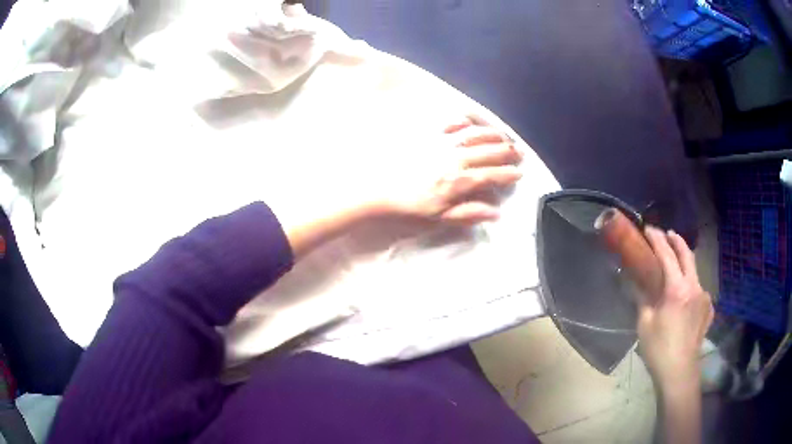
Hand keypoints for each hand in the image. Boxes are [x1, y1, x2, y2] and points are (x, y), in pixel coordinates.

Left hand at [285, 116, 523, 257]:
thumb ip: (469, 212)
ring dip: (492, 135)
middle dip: (507, 151)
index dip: (508, 174)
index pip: (491, 175)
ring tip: (503, 136)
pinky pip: (451, 122)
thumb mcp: (439, 216)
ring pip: (475, 134)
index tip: (519, 173)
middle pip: (488, 151)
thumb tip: (495, 212)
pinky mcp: (428, 133)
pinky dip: (465, 121)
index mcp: (459, 180)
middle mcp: (455, 157)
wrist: (377, 187)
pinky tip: (471, 122)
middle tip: (519, 152)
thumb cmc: (408, 205)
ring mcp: (442, 142)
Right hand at [638, 228, 713, 388]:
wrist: (679, 372)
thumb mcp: (644, 323)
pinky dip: (691, 284)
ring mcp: (704, 296)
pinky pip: (699, 289)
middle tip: (666, 234)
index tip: (648, 229)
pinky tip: (685, 295)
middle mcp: (694, 286)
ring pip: (695, 271)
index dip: (657, 239)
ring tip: (675, 264)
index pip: (667, 255)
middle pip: (687, 254)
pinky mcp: (709, 308)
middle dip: (676, 239)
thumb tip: (636, 281)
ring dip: (684, 262)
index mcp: (677, 289)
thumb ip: (642, 297)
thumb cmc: (658, 349)